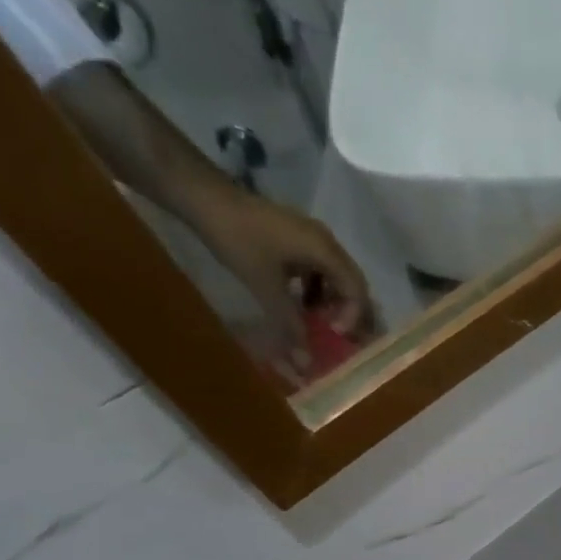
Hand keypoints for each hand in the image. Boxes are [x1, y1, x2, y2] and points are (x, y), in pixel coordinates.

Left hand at [196, 190, 375, 381]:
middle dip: (349, 311)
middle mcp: (326, 242)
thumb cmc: (238, 239)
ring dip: (333, 302)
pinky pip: (318, 268)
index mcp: (325, 250)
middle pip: (352, 282)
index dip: (353, 316)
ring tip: (320, 323)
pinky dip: (317, 290)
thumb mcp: (265, 285)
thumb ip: (290, 322)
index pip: (356, 289)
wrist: (203, 197)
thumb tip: (305, 362)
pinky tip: (302, 303)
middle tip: (339, 336)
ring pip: (336, 276)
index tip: (335, 335)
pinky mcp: (296, 237)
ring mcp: (311, 237)